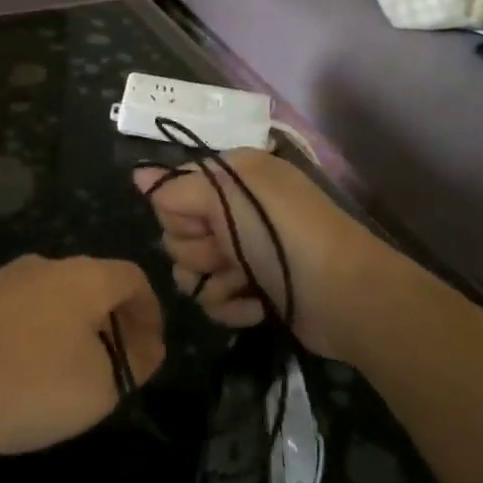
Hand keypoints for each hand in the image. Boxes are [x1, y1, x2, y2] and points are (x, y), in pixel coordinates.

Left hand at [0, 255, 165, 458]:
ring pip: (57, 300)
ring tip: (71, 380)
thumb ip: (133, 365)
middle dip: (113, 326)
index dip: (150, 315)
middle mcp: (45, 266)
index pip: (134, 279)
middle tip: (114, 372)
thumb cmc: (24, 383)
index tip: (150, 354)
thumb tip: (144, 347)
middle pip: (94, 286)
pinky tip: (24, 377)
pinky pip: (23, 313)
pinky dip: (39, 338)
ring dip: (75, 333)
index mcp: (84, 277)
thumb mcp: (98, 388)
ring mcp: (4, 280)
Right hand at [135, 149, 384, 365]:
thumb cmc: (282, 235)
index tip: (202, 223)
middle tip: (227, 252)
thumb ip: (177, 189)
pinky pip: (214, 299)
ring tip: (243, 284)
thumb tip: (137, 175)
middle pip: (176, 234)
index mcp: (232, 179)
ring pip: (190, 271)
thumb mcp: (228, 196)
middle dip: (196, 250)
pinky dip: (232, 305)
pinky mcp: (253, 291)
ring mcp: (245, 253)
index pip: (172, 192)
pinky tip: (255, 306)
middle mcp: (235, 212)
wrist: (344, 295)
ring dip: (212, 282)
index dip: (179, 213)